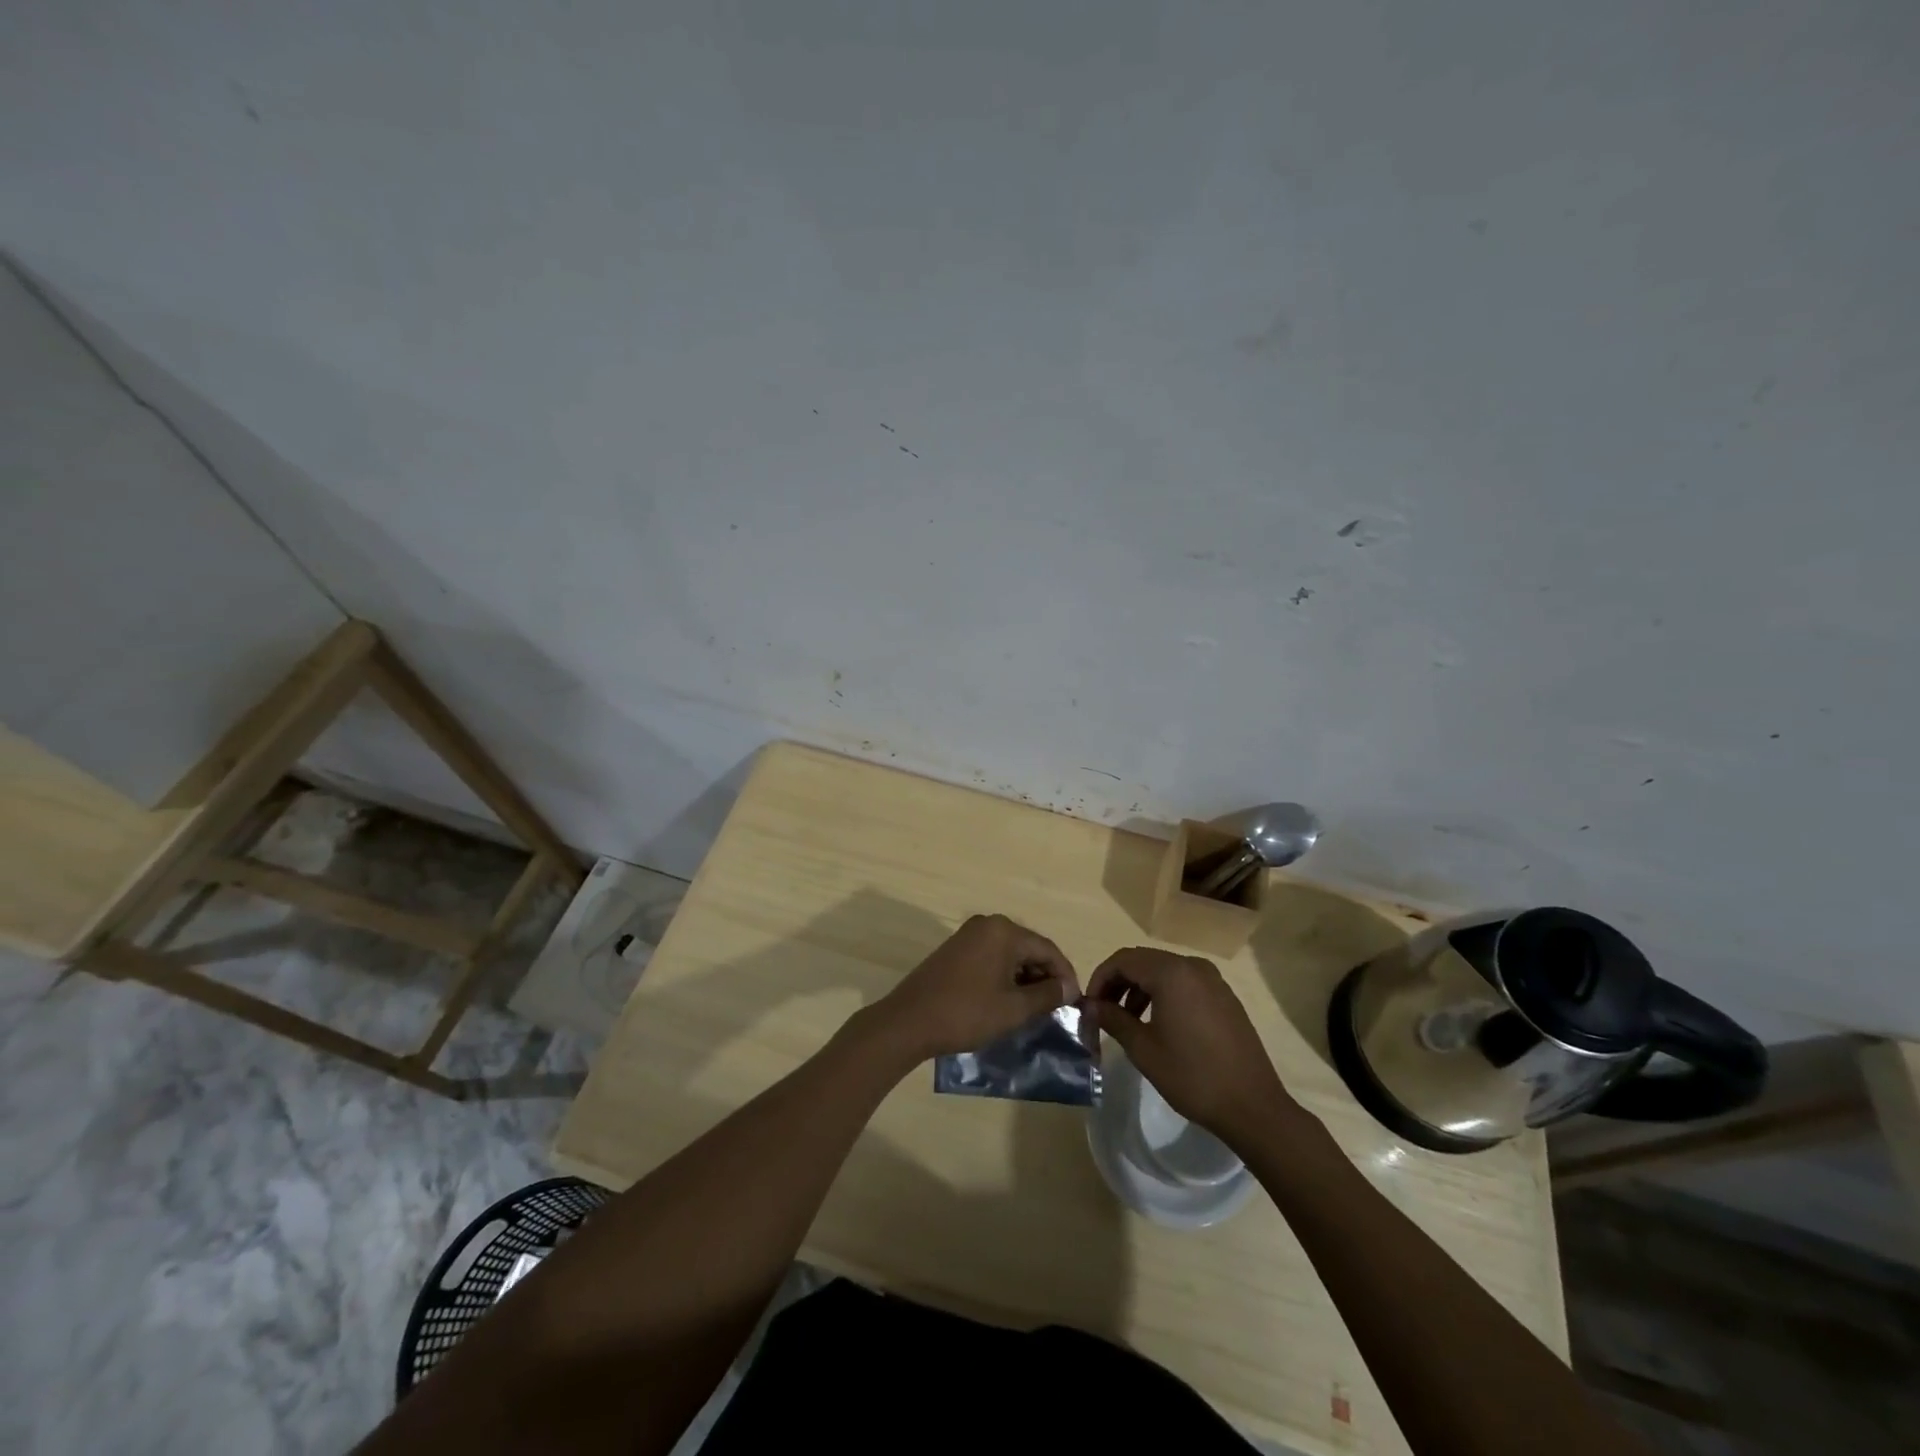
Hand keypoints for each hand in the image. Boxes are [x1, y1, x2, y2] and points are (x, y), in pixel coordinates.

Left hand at [868, 914, 1078, 1062]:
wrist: (909, 1021)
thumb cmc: (966, 1013)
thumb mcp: (1013, 1009)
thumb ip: (1046, 995)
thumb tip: (1068, 988)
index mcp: (1004, 931)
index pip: (1048, 949)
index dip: (1065, 976)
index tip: (1075, 1003)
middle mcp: (987, 924)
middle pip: (1029, 948)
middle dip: (1045, 976)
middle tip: (1056, 1007)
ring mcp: (968, 935)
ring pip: (1010, 953)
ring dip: (1025, 977)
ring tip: (1035, 1007)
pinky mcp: (955, 949)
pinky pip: (992, 957)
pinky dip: (1005, 975)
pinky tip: (1008, 999)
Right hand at [1086, 947, 1295, 1144]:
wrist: (1253, 1106)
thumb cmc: (1192, 1076)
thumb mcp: (1143, 1049)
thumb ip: (1113, 1019)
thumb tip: (1090, 1006)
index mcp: (1171, 973)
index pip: (1123, 960)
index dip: (1100, 979)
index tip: (1089, 1005)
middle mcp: (1193, 966)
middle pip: (1143, 961)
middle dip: (1118, 982)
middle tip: (1103, 1011)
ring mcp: (1213, 980)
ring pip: (1164, 971)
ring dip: (1140, 988)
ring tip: (1128, 1020)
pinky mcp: (1225, 996)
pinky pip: (1184, 982)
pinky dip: (1164, 993)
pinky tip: (1158, 1023)